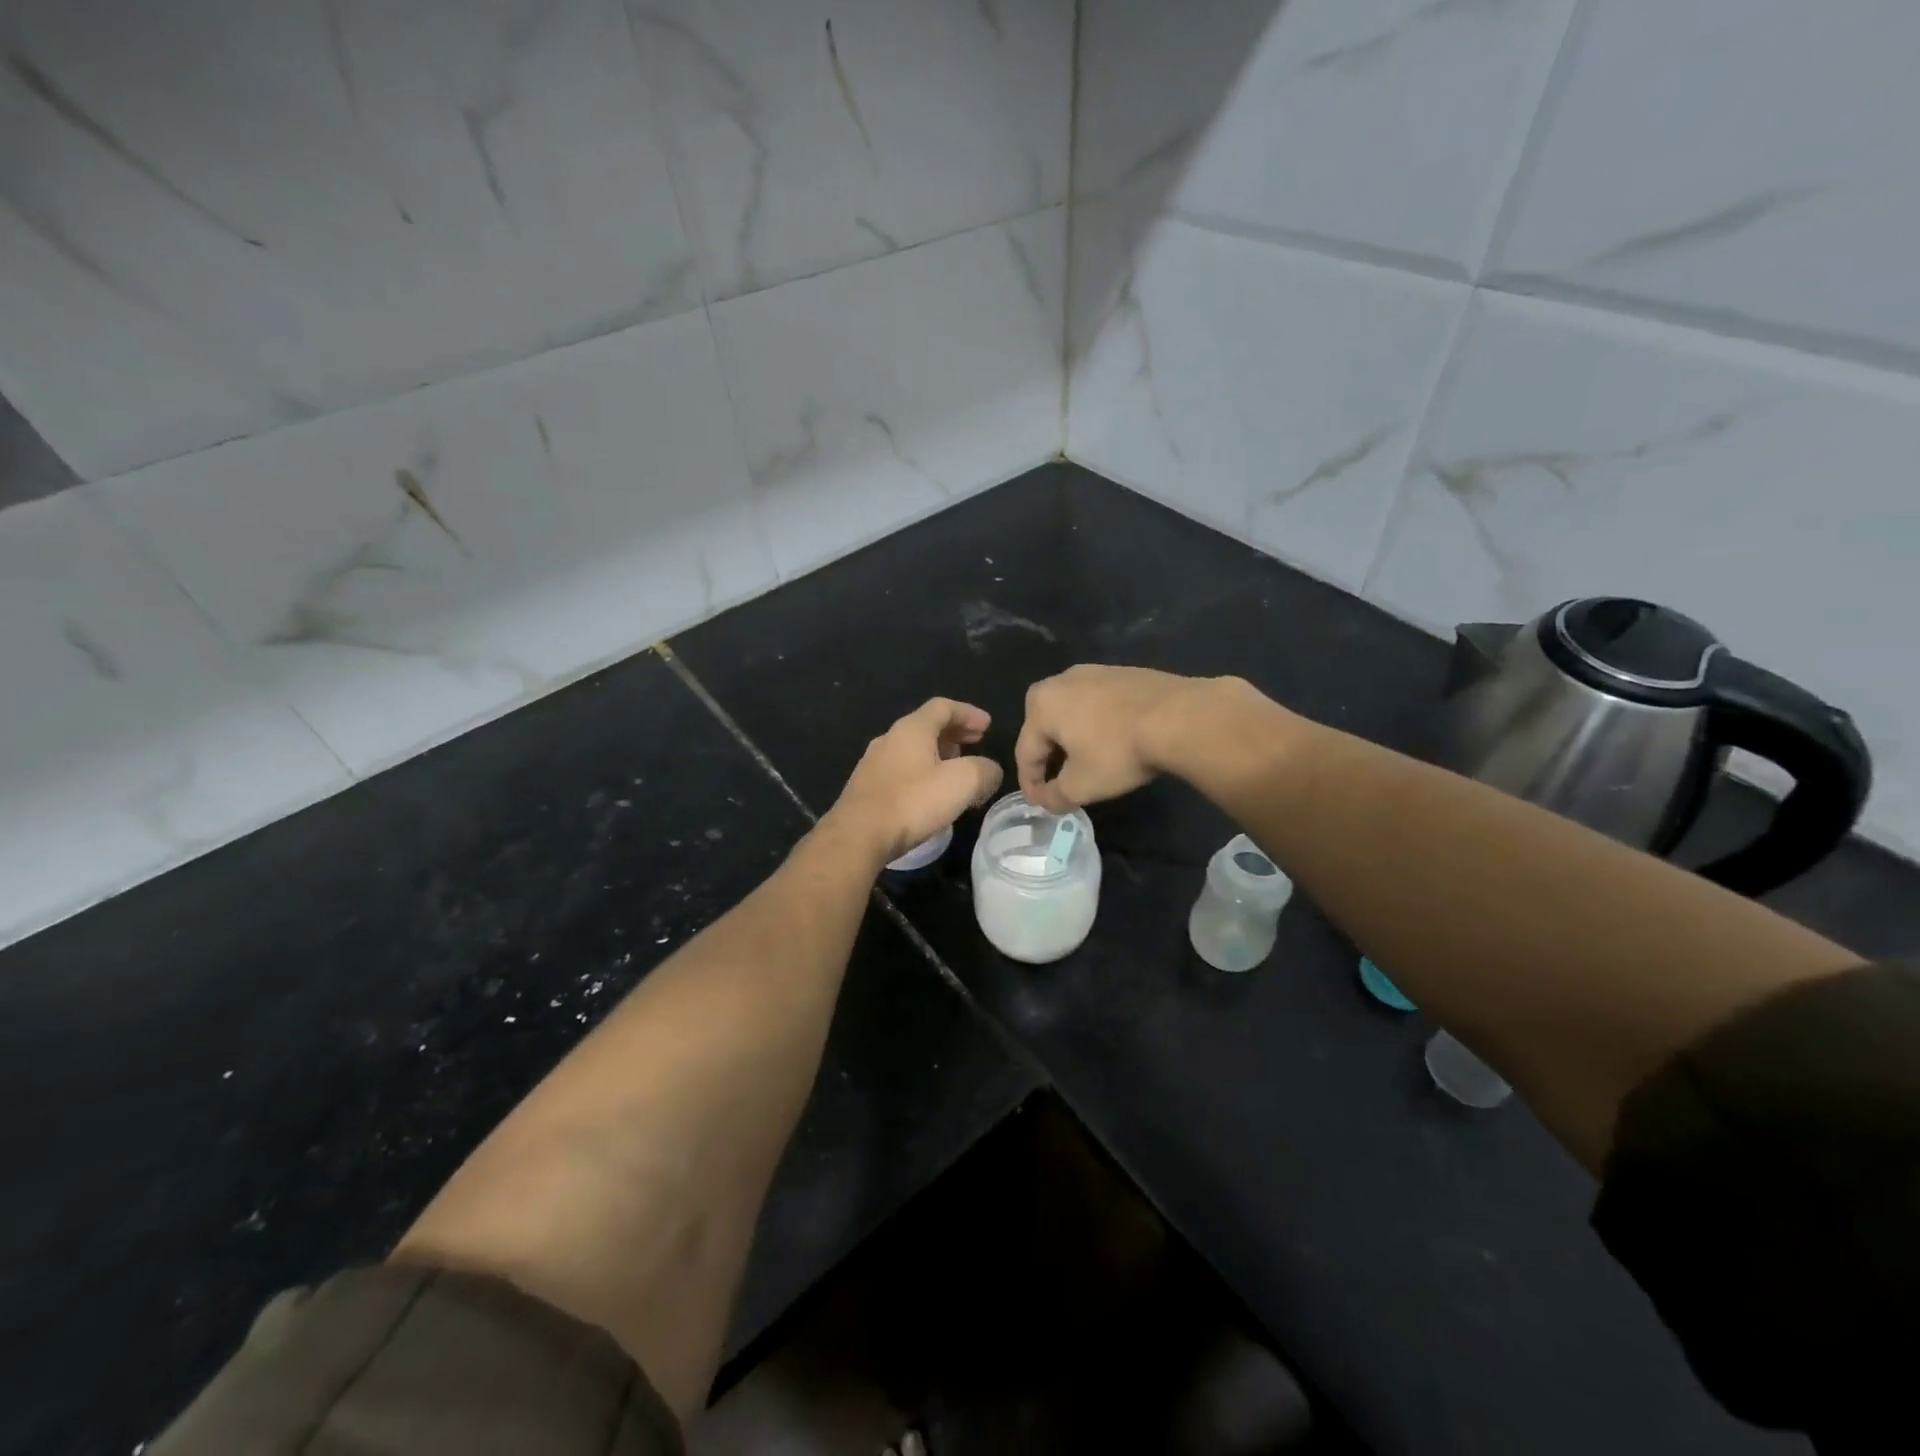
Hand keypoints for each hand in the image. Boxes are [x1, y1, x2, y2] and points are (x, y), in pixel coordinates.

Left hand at [821, 698, 1004, 866]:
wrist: (858, 836)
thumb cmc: (912, 802)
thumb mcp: (962, 783)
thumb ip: (984, 771)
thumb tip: (991, 771)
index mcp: (912, 728)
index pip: (944, 707)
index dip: (969, 713)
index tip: (988, 726)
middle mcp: (890, 738)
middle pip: (927, 726)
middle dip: (955, 733)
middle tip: (976, 743)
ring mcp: (874, 763)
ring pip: (913, 749)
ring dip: (938, 754)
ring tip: (958, 770)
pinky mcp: (867, 787)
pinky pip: (902, 770)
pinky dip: (923, 772)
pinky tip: (931, 794)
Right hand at [1015, 665, 1205, 812]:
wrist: (1180, 717)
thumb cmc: (1118, 751)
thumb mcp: (1081, 786)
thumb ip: (1055, 797)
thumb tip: (1046, 801)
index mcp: (1041, 705)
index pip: (1026, 752)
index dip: (1030, 784)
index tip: (1039, 804)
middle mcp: (1061, 680)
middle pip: (1045, 727)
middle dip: (1048, 757)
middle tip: (1058, 782)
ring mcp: (1095, 671)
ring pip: (1073, 713)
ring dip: (1074, 739)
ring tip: (1086, 762)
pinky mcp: (1124, 673)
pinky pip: (1099, 704)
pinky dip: (1098, 724)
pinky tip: (1113, 741)